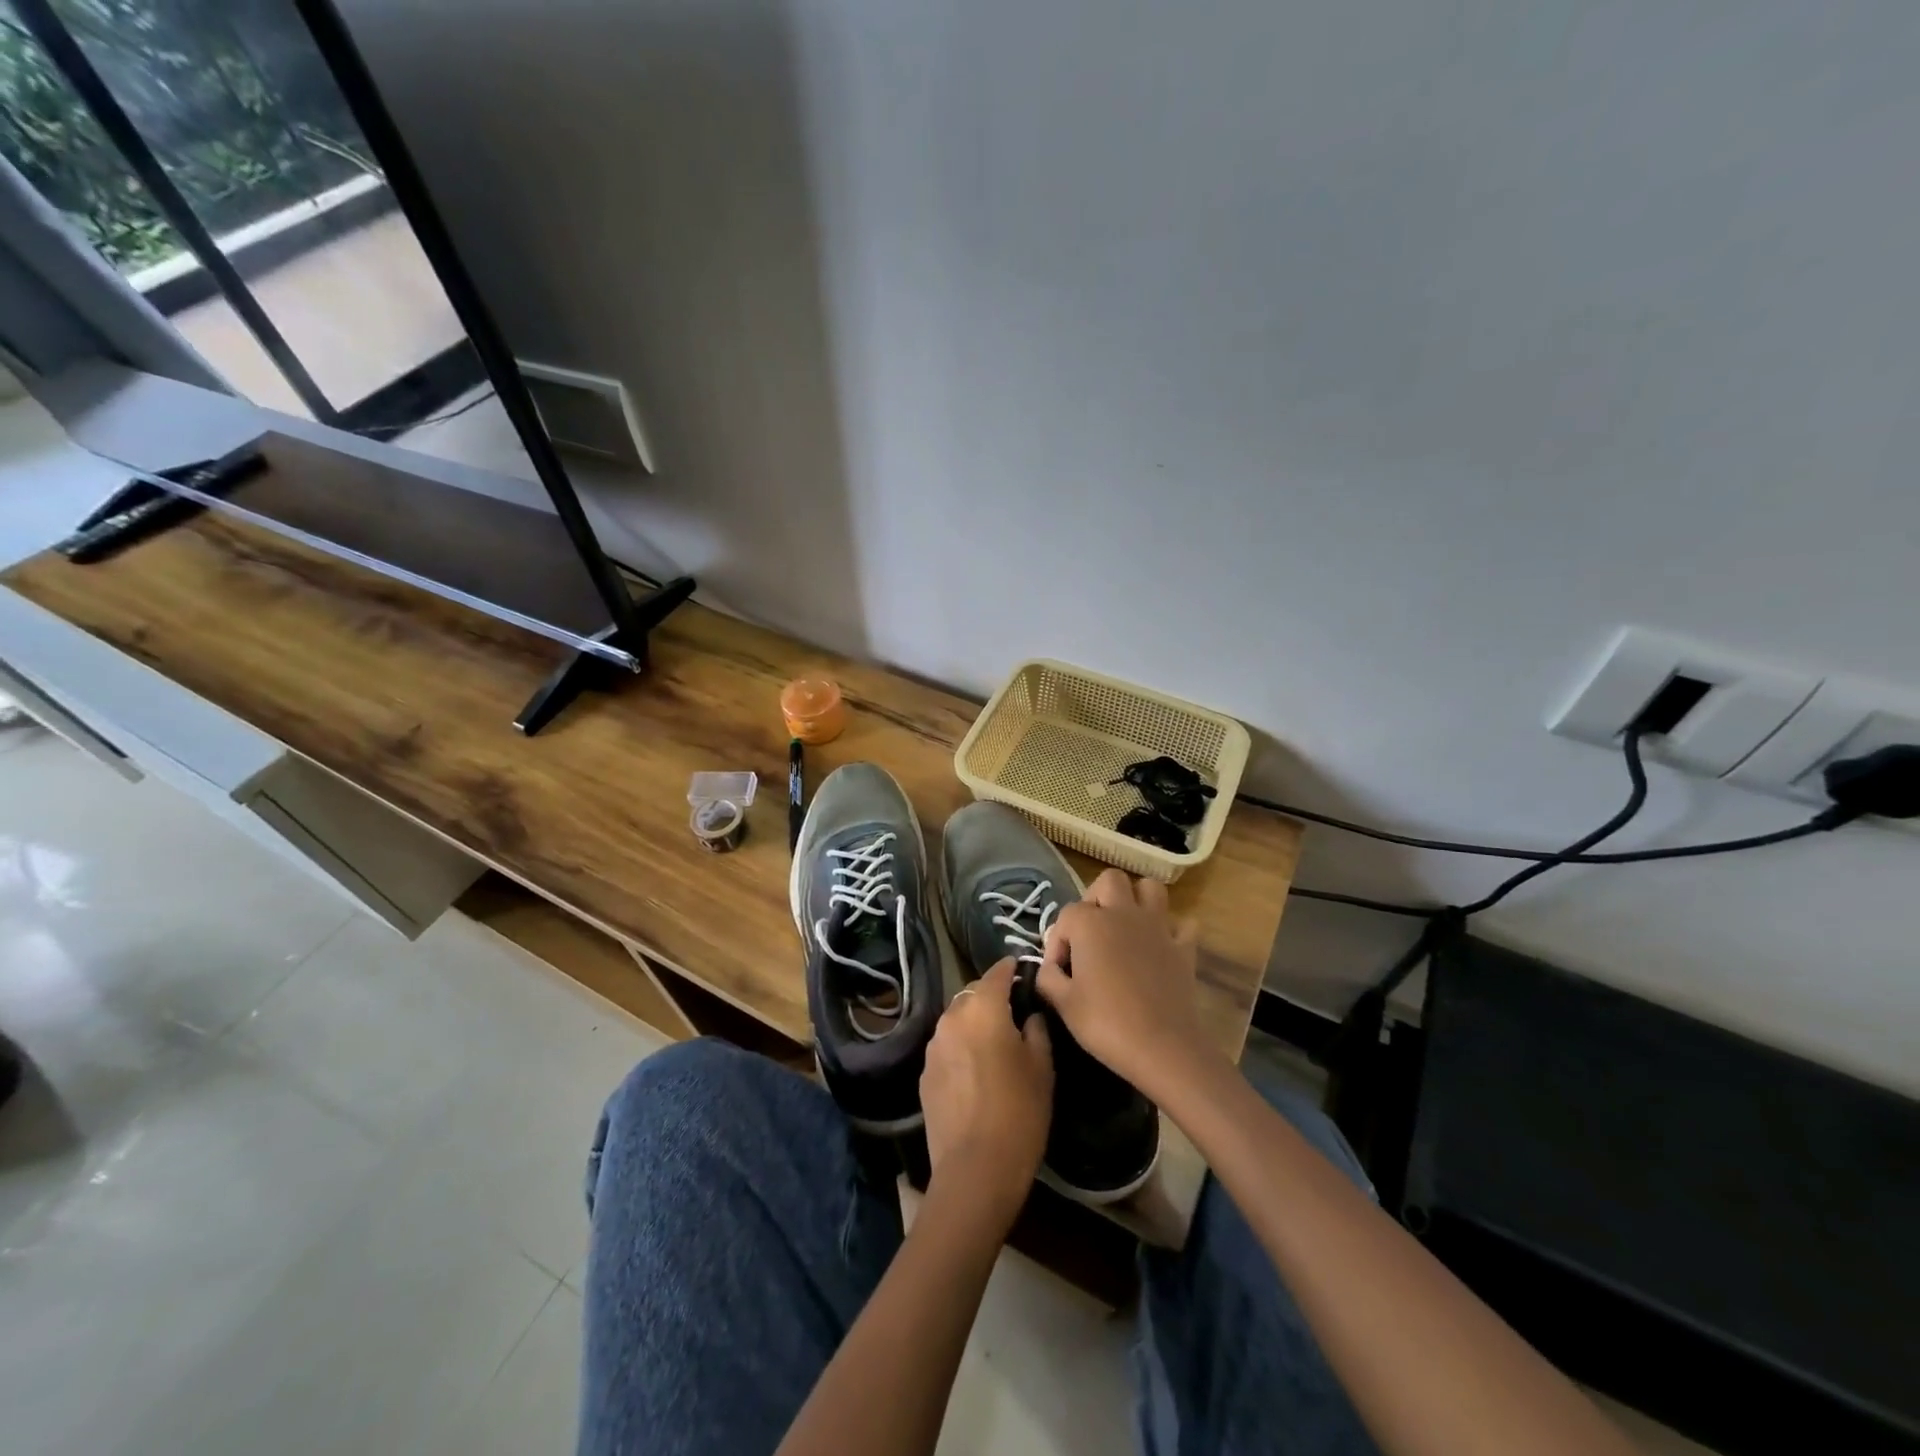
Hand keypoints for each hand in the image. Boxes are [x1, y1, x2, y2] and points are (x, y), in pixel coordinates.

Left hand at [920, 960, 1052, 1223]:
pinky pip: (947, 1046)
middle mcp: (952, 1018)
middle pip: (973, 994)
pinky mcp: (925, 1073)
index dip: (1011, 968)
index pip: (997, 973)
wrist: (975, 1170)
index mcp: (983, 1009)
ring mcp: (933, 1046)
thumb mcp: (1042, 1068)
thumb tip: (1029, 1016)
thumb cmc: (1019, 1112)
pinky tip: (976, 1069)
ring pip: (957, 1020)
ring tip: (995, 1041)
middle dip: (991, 996)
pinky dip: (961, 1046)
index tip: (1022, 968)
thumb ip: (1036, 1030)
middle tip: (1014, 1010)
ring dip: (974, 1022)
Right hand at [1037, 869, 1213, 1100]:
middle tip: (1090, 932)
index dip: (1057, 942)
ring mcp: (1158, 927)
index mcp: (1090, 923)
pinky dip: (1170, 930)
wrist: (1162, 1047)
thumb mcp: (1062, 1003)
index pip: (1066, 916)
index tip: (1058, 971)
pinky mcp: (1183, 947)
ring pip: (1149, 889)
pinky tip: (1159, 948)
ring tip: (1124, 927)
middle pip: (1109, 881)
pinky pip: (1180, 924)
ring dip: (1136, 900)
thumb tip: (1049, 968)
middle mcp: (1124, 913)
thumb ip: (1048, 977)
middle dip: (1096, 899)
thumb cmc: (1106, 1023)